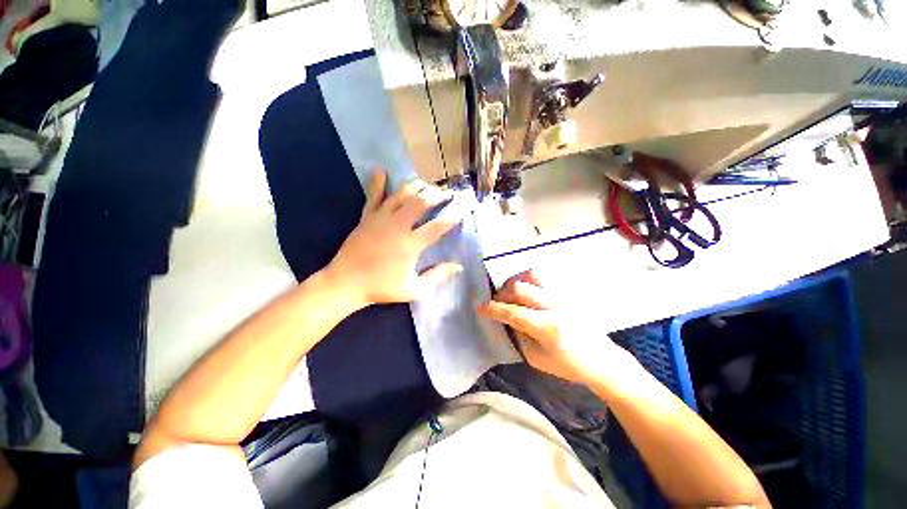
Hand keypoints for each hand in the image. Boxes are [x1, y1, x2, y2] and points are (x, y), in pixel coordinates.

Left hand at [324, 169, 462, 308]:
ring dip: (416, 186)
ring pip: (401, 194)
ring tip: (426, 183)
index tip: (461, 212)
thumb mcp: (414, 289)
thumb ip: (437, 276)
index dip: (451, 219)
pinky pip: (373, 195)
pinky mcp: (367, 217)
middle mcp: (398, 226)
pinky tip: (381, 170)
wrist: (345, 283)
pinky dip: (377, 182)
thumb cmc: (381, 287)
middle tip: (447, 193)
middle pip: (421, 202)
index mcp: (410, 244)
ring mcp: (381, 218)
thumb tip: (458, 266)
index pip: (437, 227)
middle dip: (436, 195)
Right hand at [477, 270, 628, 384]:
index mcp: (548, 328)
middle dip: (501, 293)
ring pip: (532, 275)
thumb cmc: (568, 365)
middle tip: (496, 302)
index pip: (513, 313)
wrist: (602, 359)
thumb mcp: (536, 358)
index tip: (480, 307)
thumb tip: (505, 317)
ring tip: (510, 293)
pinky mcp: (566, 291)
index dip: (493, 309)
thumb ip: (518, 334)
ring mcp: (562, 295)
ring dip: (514, 281)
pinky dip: (527, 280)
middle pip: (520, 288)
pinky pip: (542, 277)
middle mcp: (555, 306)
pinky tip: (525, 291)